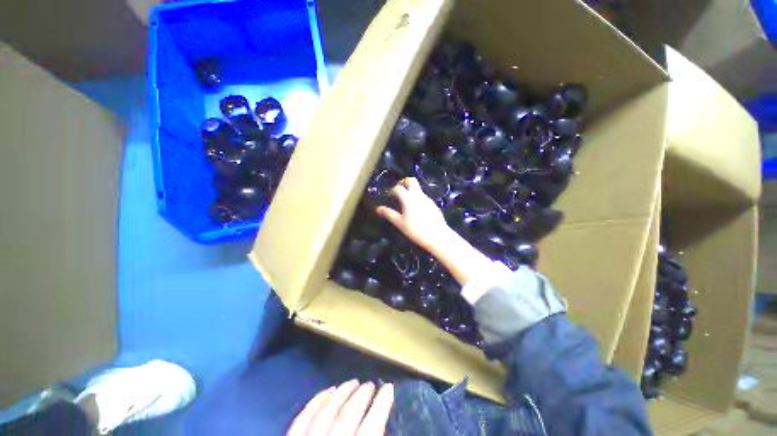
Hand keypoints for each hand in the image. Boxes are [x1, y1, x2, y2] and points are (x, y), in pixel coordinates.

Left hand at [287, 380, 393, 435]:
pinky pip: (303, 417)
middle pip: (348, 415)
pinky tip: (328, 390)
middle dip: (362, 395)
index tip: (389, 388)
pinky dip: (316, 400)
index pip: (371, 428)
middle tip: (370, 384)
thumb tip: (381, 428)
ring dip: (342, 392)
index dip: (381, 405)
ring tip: (353, 382)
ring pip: (327, 411)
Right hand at [376, 177, 452, 251]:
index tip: (390, 197)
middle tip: (399, 192)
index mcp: (409, 198)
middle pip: (411, 180)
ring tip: (406, 204)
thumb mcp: (399, 223)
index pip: (398, 188)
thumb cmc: (416, 230)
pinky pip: (423, 197)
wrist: (437, 235)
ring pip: (418, 189)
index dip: (392, 190)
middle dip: (403, 182)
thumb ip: (389, 214)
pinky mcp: (433, 204)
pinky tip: (417, 211)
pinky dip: (417, 199)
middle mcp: (418, 195)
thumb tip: (378, 209)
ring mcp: (427, 199)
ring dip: (411, 191)